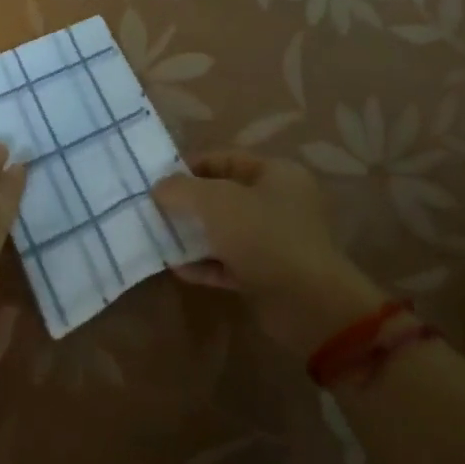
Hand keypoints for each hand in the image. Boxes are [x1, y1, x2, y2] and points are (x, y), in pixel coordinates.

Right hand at [154, 151, 387, 357]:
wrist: (309, 305)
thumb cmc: (263, 237)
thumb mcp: (216, 202)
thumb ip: (182, 189)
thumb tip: (159, 187)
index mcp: (276, 174)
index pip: (226, 159)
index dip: (190, 167)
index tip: (159, 181)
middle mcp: (279, 202)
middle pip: (224, 195)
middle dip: (189, 203)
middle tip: (155, 210)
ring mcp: (275, 240)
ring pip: (225, 231)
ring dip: (194, 235)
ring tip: (160, 238)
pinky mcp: (269, 274)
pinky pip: (230, 262)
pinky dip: (206, 264)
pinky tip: (178, 268)